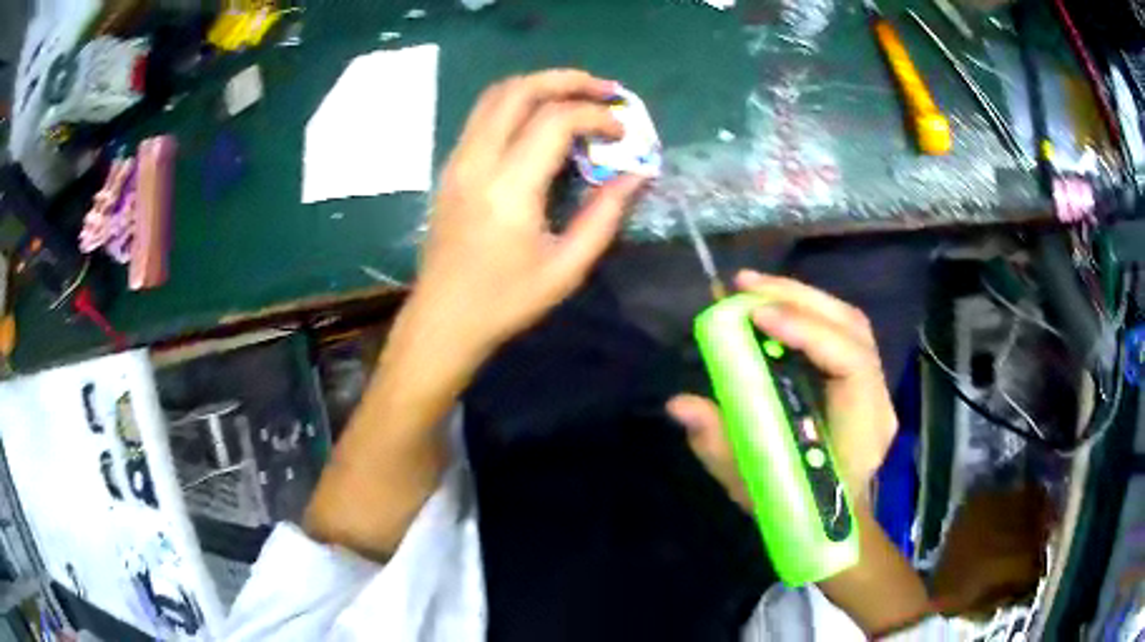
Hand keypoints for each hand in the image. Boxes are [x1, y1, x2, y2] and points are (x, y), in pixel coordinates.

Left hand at [403, 69, 646, 371]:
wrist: (443, 319)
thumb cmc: (505, 301)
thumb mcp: (566, 267)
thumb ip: (605, 215)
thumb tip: (636, 175)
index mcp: (509, 188)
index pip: (555, 121)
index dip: (596, 116)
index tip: (622, 132)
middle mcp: (477, 161)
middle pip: (519, 90)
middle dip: (567, 80)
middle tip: (605, 91)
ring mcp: (458, 160)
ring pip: (495, 95)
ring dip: (539, 85)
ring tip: (576, 96)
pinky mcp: (451, 167)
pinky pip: (483, 115)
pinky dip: (517, 103)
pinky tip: (541, 119)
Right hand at [667, 270, 897, 507]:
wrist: (837, 525)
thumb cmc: (799, 511)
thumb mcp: (753, 486)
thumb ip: (719, 445)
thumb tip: (680, 403)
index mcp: (861, 431)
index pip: (850, 363)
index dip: (807, 331)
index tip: (758, 316)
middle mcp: (878, 400)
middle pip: (852, 327)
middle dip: (797, 297)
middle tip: (744, 285)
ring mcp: (875, 387)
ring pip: (848, 322)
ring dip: (801, 297)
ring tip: (754, 288)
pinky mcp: (863, 381)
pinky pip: (840, 333)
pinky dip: (807, 312)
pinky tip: (776, 308)